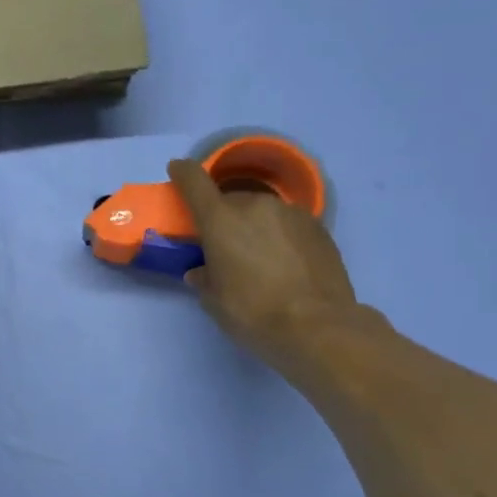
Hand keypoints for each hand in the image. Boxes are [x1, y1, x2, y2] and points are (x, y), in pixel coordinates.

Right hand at [167, 158, 366, 374]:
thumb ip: (204, 278)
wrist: (318, 326)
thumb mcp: (215, 300)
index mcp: (220, 218)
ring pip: (263, 211)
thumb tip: (202, 271)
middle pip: (231, 200)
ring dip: (255, 226)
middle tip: (225, 245)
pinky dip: (281, 236)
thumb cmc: (253, 312)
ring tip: (259, 257)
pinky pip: (288, 224)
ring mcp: (291, 213)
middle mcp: (255, 205)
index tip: (177, 170)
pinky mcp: (319, 228)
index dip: (183, 172)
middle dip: (224, 216)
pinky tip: (285, 264)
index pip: (194, 181)